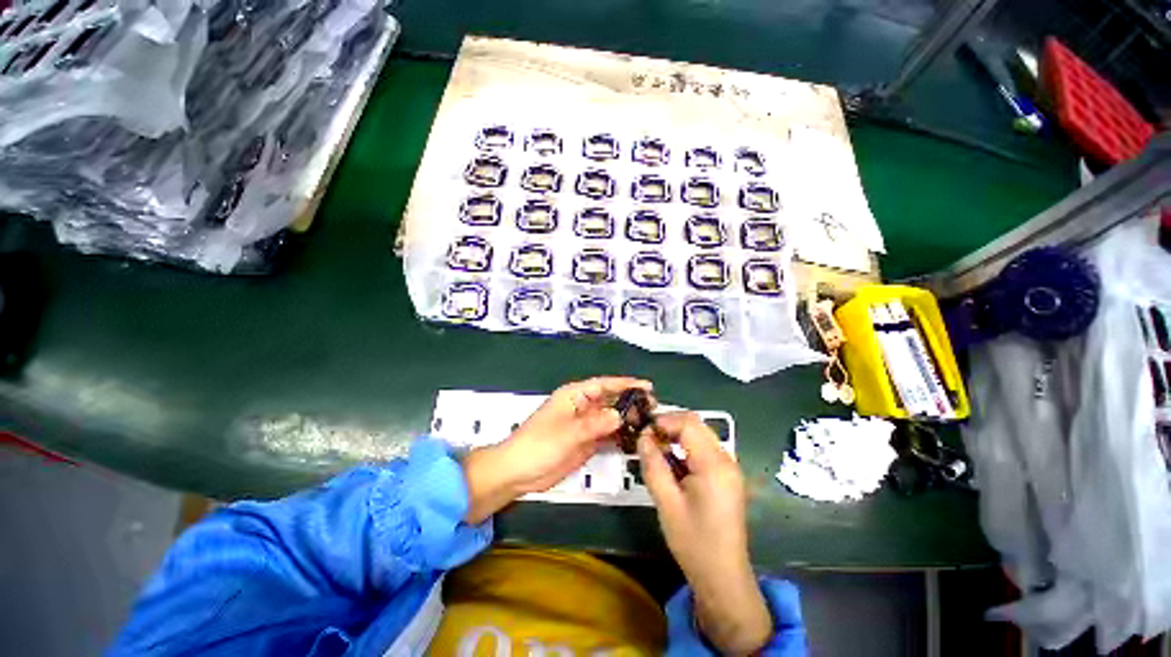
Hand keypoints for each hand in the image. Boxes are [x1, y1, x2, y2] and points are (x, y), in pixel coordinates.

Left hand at [463, 376, 651, 522]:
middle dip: (630, 402)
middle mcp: (582, 407)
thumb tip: (620, 415)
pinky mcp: (586, 442)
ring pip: (610, 418)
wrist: (518, 473)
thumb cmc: (538, 445)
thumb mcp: (568, 433)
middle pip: (610, 400)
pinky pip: (606, 435)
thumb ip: (595, 424)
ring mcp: (584, 426)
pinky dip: (619, 436)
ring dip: (627, 420)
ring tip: (648, 423)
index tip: (647, 386)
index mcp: (574, 396)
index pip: (604, 385)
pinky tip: (634, 439)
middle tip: (653, 408)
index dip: (625, 384)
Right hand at [639, 412, 772, 654]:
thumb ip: (653, 464)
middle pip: (696, 424)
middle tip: (646, 438)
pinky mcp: (726, 476)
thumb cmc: (693, 542)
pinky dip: (685, 447)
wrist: (723, 577)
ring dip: (676, 435)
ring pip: (700, 435)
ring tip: (655, 449)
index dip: (663, 420)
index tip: (642, 430)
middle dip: (669, 425)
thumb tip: (643, 436)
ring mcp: (729, 467)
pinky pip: (704, 449)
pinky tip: (671, 462)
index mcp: (714, 465)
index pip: (688, 423)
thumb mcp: (666, 502)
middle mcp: (726, 459)